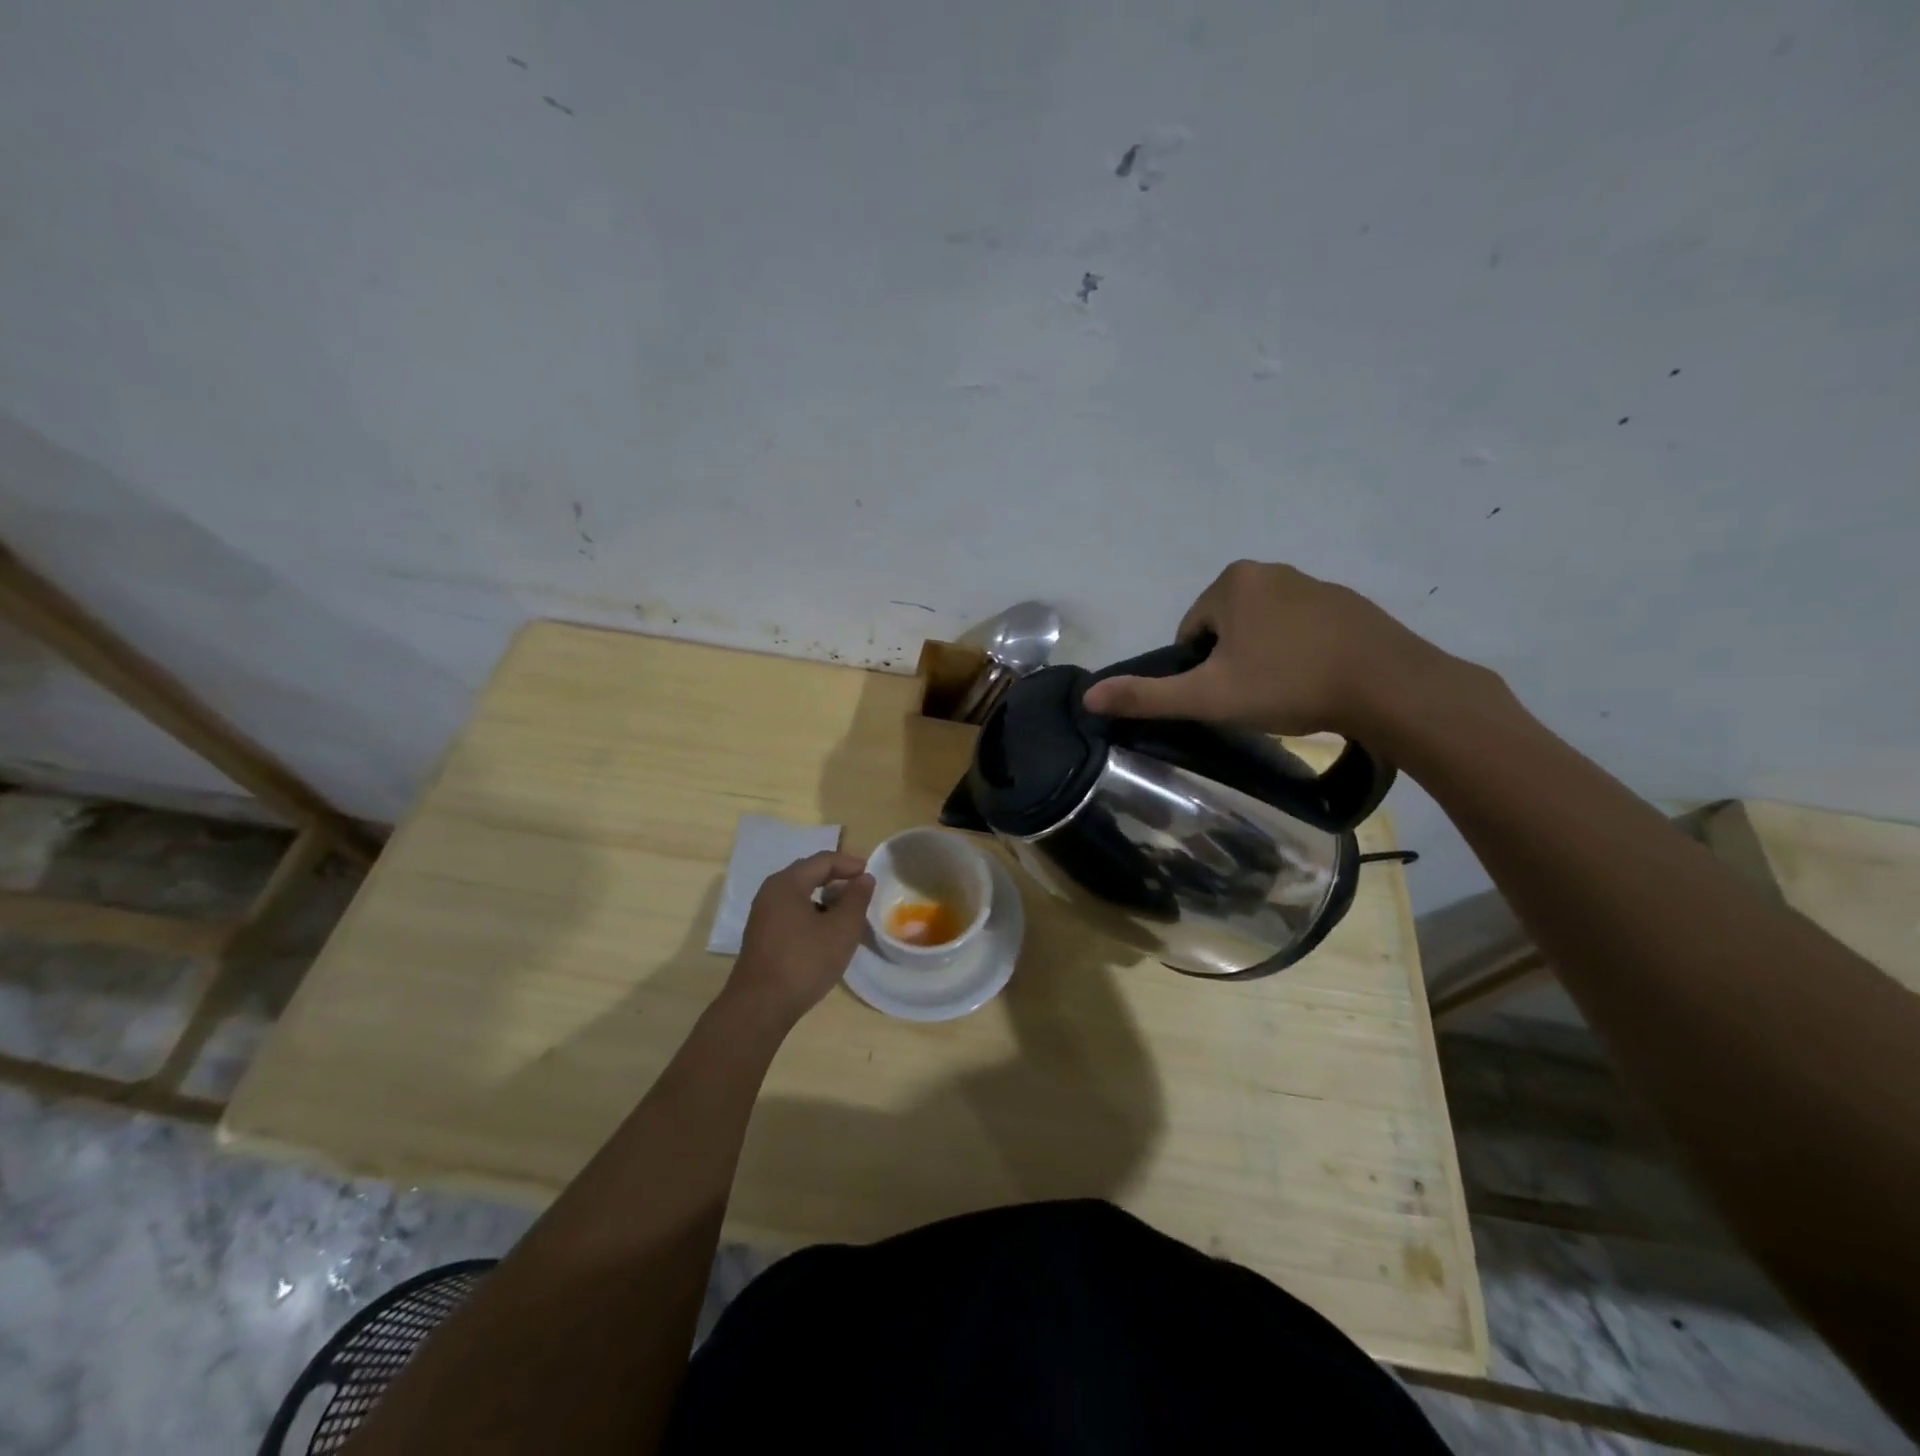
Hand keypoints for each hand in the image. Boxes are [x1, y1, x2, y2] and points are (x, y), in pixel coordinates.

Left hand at [726, 851, 874, 1026]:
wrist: (760, 1007)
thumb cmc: (804, 962)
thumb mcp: (842, 929)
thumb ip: (856, 899)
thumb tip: (864, 878)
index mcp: (787, 883)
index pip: (823, 860)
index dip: (850, 863)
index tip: (871, 874)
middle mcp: (771, 892)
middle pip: (808, 873)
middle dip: (837, 878)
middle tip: (861, 888)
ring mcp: (763, 915)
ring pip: (800, 894)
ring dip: (825, 897)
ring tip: (848, 911)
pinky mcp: (762, 935)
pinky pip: (792, 911)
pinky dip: (812, 912)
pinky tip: (826, 931)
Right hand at [1081, 560, 1452, 736]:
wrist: (1388, 687)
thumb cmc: (1288, 684)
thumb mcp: (1209, 696)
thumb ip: (1148, 696)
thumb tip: (1088, 697)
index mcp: (1231, 583)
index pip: (1191, 633)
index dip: (1199, 671)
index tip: (1224, 696)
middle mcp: (1270, 570)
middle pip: (1226, 629)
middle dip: (1232, 663)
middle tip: (1254, 699)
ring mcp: (1313, 583)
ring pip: (1264, 630)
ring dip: (1264, 660)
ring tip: (1286, 695)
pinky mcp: (1347, 604)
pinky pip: (1301, 630)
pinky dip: (1298, 654)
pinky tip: (1315, 683)